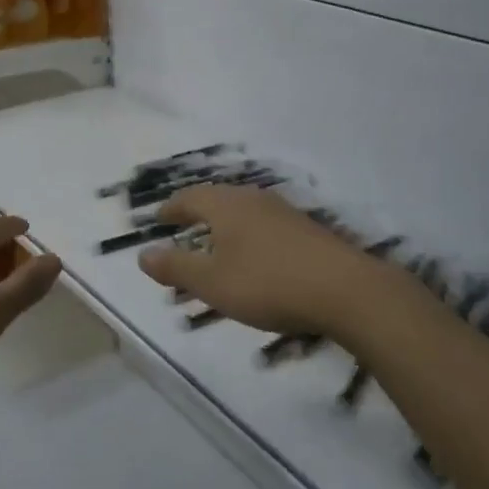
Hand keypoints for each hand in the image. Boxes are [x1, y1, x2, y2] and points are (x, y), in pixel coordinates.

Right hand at [136, 185, 416, 345]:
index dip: (171, 209)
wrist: (346, 290)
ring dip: (223, 226)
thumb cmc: (268, 283)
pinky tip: (253, 256)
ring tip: (214, 245)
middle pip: (216, 199)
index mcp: (225, 205)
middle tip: (181, 228)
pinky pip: (263, 224)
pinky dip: (247, 236)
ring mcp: (283, 211)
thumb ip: (175, 268)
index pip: (189, 198)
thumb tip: (142, 254)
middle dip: (196, 213)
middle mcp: (252, 199)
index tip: (158, 219)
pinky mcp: (306, 229)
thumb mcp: (213, 283)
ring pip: (242, 211)